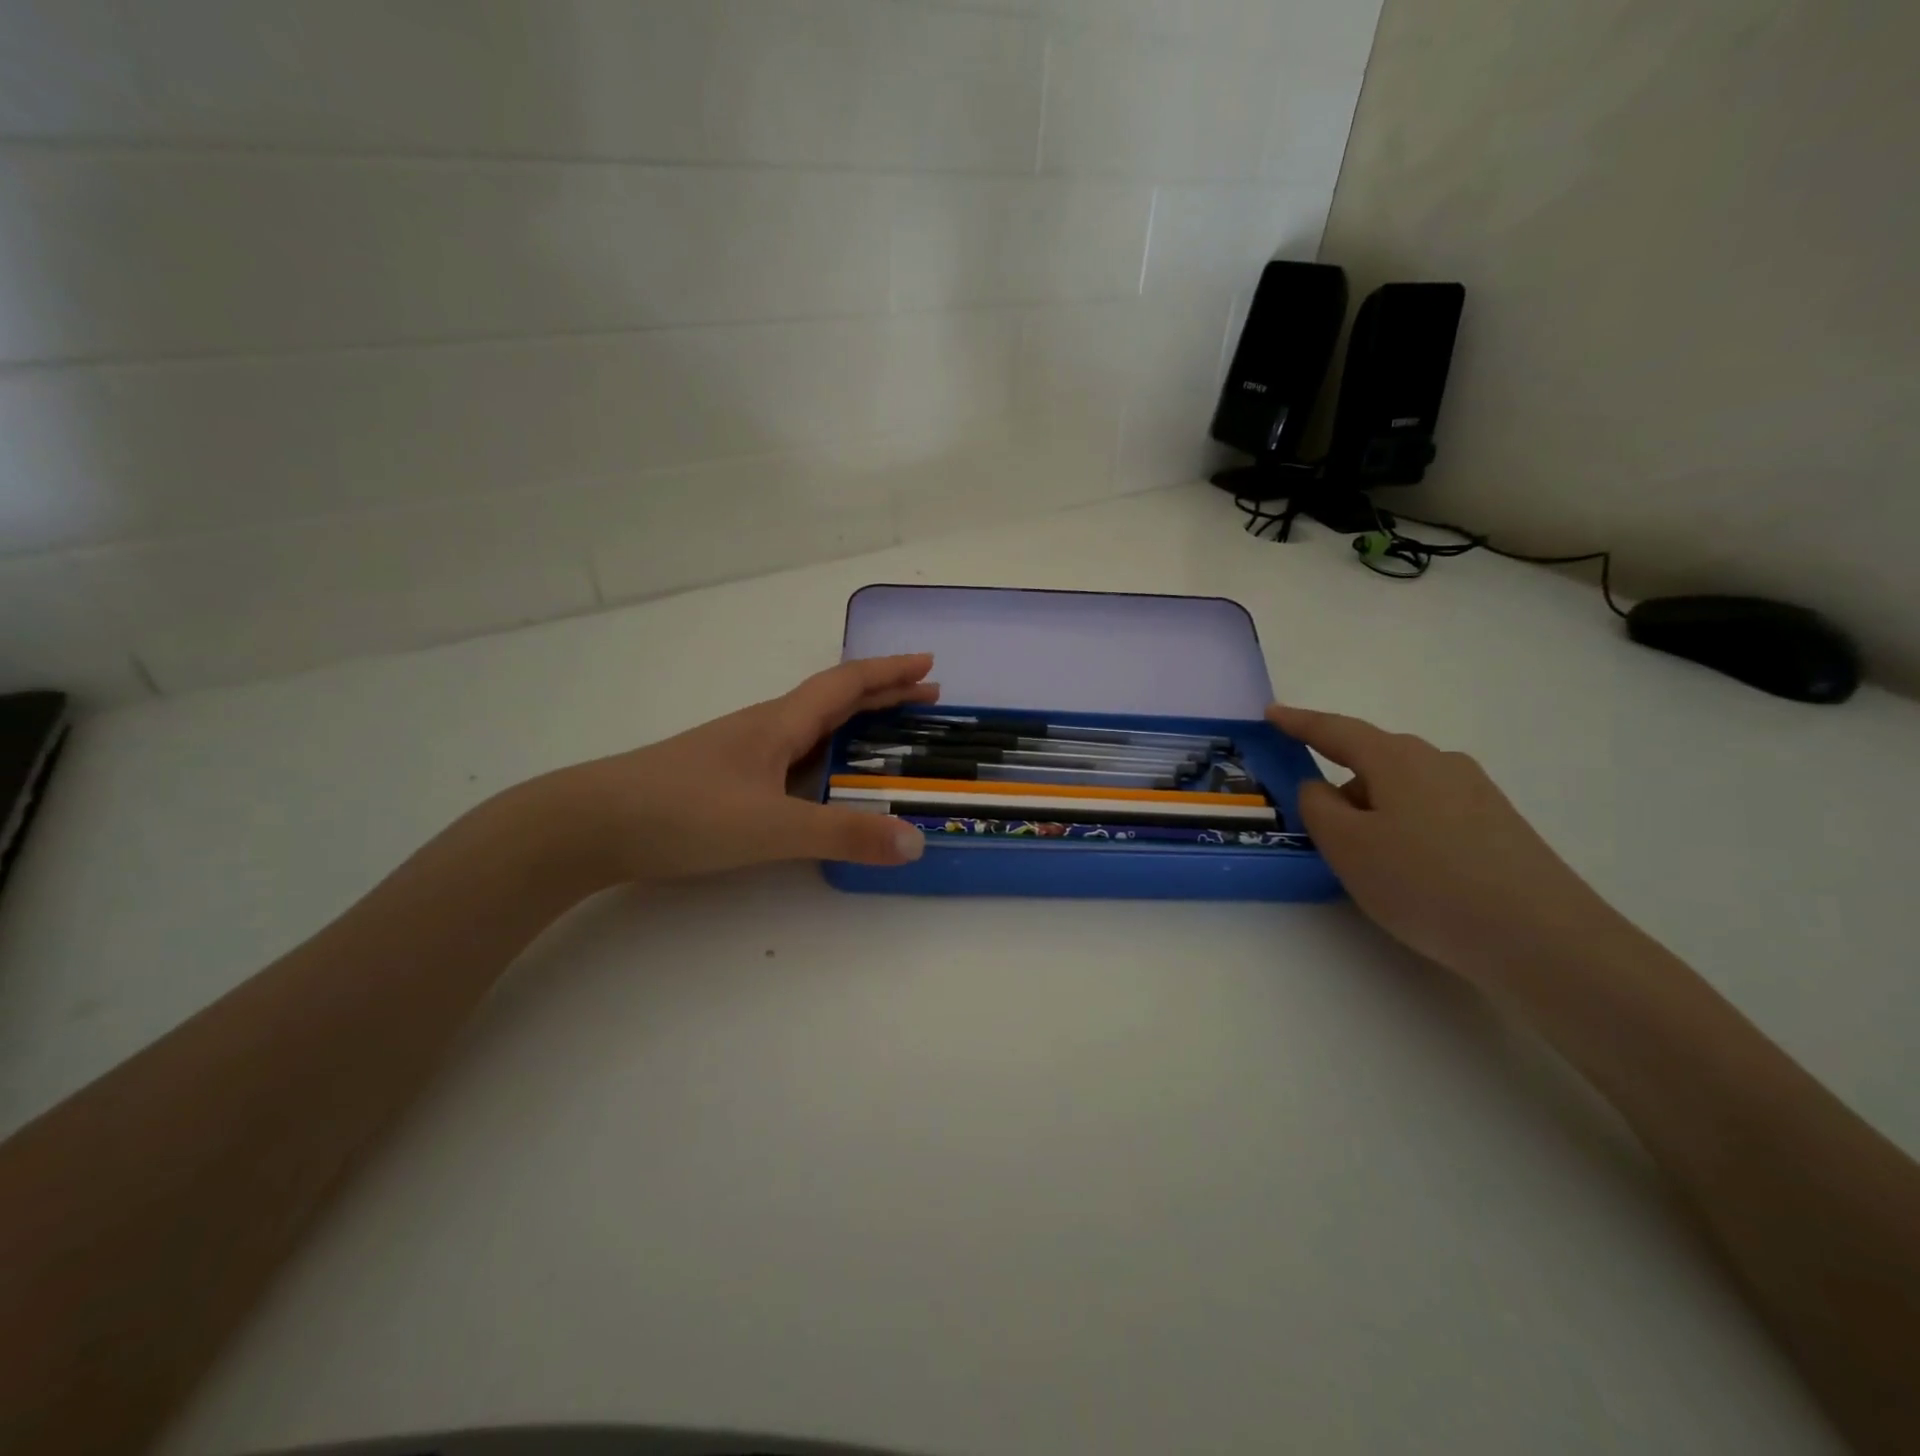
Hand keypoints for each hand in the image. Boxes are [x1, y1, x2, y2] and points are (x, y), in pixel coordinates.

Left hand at [545, 654, 938, 882]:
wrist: (589, 824)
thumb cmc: (684, 813)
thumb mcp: (772, 827)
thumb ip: (843, 835)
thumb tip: (916, 842)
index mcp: (781, 724)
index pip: (847, 685)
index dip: (890, 673)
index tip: (929, 664)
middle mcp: (765, 728)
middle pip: (833, 700)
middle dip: (882, 695)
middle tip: (926, 697)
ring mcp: (742, 753)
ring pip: (811, 728)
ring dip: (854, 725)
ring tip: (888, 738)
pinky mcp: (725, 779)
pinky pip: (792, 757)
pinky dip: (825, 756)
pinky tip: (824, 780)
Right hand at [1270, 705, 1629, 987]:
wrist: (1541, 938)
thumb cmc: (1424, 882)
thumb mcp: (1346, 846)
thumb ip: (1317, 806)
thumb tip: (1321, 788)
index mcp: (1396, 759)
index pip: (1335, 731)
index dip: (1299, 722)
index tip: (1271, 714)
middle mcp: (1439, 762)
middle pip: (1373, 761)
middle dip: (1340, 784)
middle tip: (1319, 827)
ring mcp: (1476, 792)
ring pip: (1403, 790)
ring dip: (1374, 813)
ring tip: (1368, 864)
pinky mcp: (1499, 825)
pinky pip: (1431, 813)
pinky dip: (1405, 830)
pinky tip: (1411, 872)